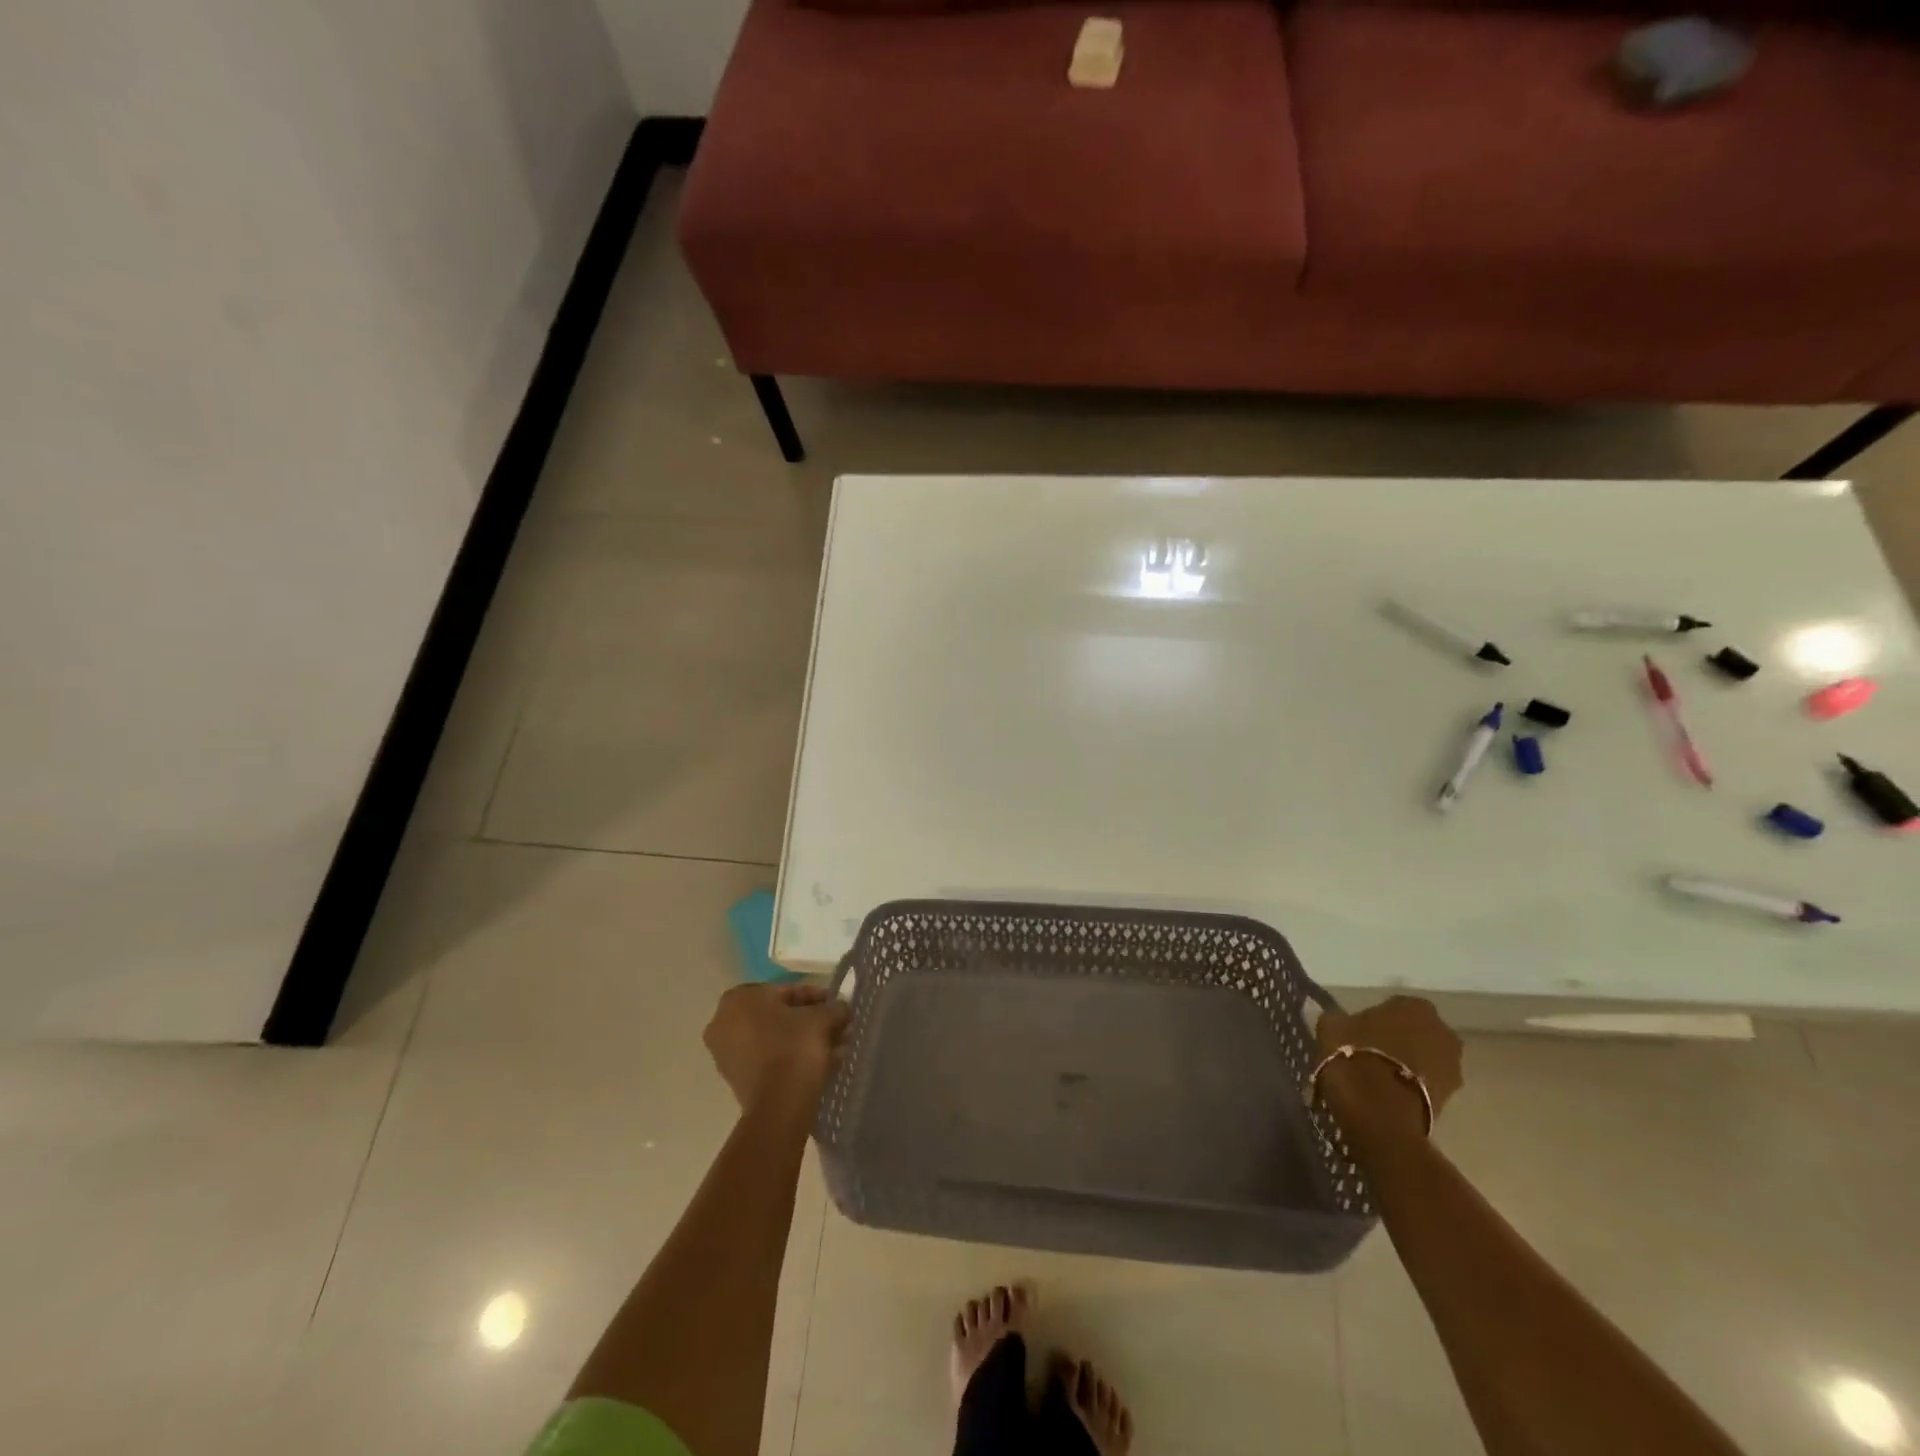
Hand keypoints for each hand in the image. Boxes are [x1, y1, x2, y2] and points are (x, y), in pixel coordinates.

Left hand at [704, 983, 850, 1111]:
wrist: (779, 1105)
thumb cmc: (795, 1047)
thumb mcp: (822, 1018)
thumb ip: (834, 1008)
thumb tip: (841, 1007)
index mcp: (738, 999)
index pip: (785, 990)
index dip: (816, 997)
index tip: (835, 1006)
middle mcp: (724, 1023)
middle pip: (779, 1016)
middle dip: (811, 1022)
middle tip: (837, 1027)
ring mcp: (727, 1054)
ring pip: (776, 1040)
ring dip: (805, 1041)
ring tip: (836, 1048)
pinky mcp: (737, 1080)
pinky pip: (770, 1060)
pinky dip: (793, 1058)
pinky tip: (823, 1063)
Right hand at [1315, 995, 1463, 1141]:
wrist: (1379, 1116)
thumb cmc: (1353, 1057)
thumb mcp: (1331, 1026)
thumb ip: (1340, 1019)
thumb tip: (1342, 1021)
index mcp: (1415, 1006)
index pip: (1393, 1006)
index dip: (1373, 1019)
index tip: (1356, 1032)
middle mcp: (1442, 1032)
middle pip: (1414, 1032)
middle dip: (1396, 1041)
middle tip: (1367, 1053)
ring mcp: (1452, 1067)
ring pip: (1423, 1059)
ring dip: (1405, 1064)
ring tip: (1376, 1077)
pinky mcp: (1451, 1099)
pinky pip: (1425, 1083)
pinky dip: (1409, 1086)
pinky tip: (1385, 1094)